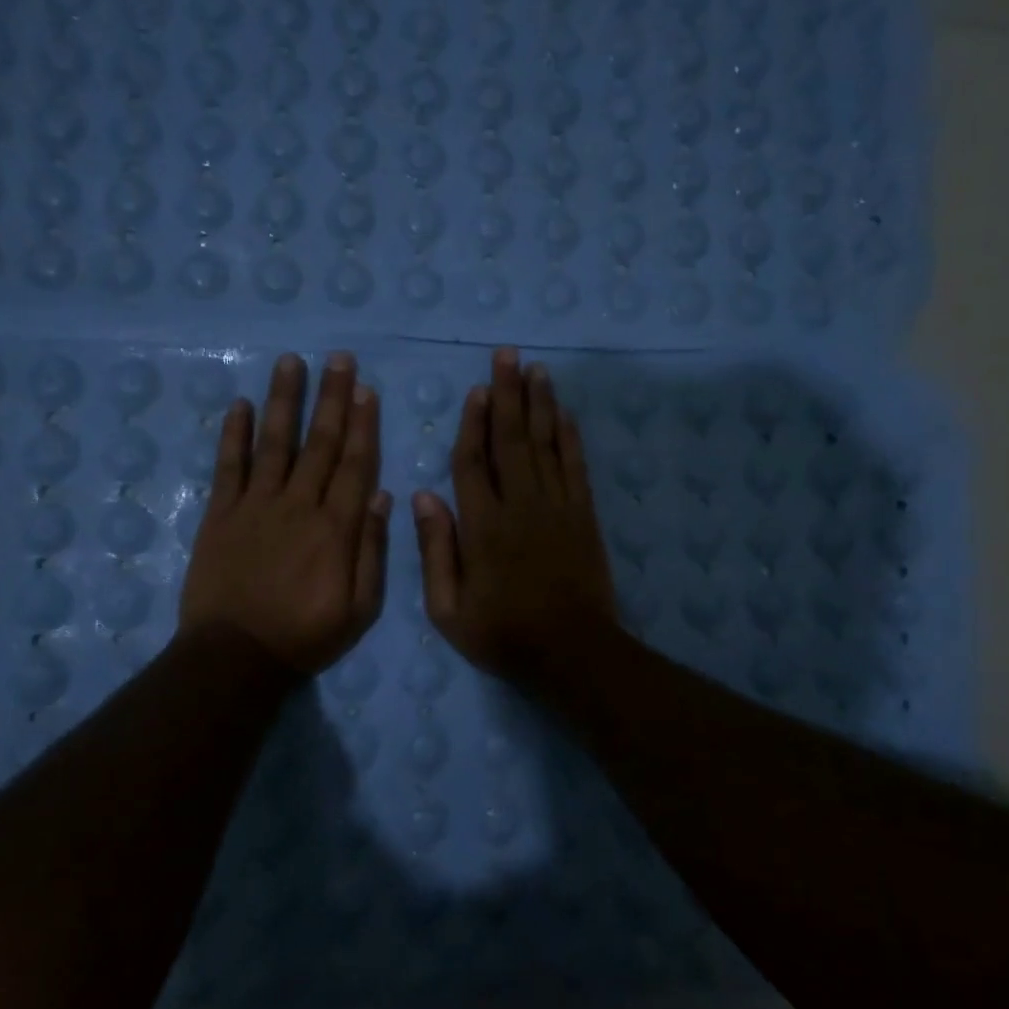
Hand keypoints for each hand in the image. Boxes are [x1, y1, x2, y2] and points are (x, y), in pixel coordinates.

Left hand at [180, 352, 389, 675]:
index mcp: (335, 528)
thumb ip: (371, 550)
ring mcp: (255, 506)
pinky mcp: (220, 515)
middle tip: (339, 359)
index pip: (353, 464)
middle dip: (331, 398)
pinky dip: (233, 434)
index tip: (365, 389)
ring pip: (274, 443)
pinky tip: (239, 404)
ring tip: (291, 362)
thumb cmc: (306, 636)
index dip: (361, 424)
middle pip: (318, 443)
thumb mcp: (360, 608)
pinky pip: (228, 466)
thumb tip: (381, 495)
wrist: (235, 657)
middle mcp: (298, 505)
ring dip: (283, 400)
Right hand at [413, 347, 620, 683]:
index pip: (473, 463)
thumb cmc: (503, 634)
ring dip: (540, 405)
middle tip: (507, 356)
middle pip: (512, 440)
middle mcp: (520, 505)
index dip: (473, 424)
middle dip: (508, 395)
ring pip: (546, 444)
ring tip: (536, 370)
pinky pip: (575, 466)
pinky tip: (565, 414)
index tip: (476, 391)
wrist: (572, 652)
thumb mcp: (448, 609)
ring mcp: (557, 507)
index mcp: (483, 526)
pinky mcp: (584, 516)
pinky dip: (570, 438)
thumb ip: (435, 551)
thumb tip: (424, 496)